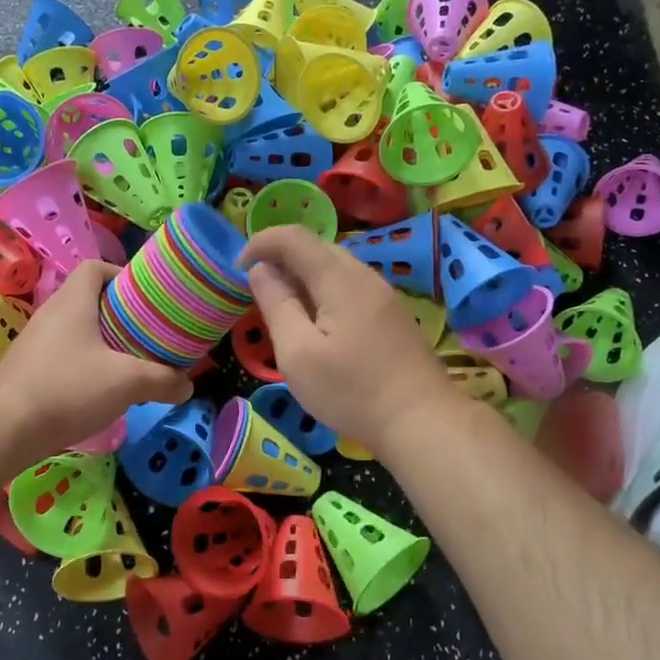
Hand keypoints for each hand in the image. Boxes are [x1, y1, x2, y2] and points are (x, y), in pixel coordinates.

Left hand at [0, 261, 191, 458]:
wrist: (4, 429)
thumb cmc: (68, 389)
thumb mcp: (127, 382)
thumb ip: (163, 380)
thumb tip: (187, 385)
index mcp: (73, 302)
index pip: (95, 268)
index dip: (121, 274)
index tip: (145, 297)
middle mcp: (51, 314)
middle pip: (89, 299)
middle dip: (120, 314)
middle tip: (146, 333)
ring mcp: (35, 343)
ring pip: (76, 330)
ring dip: (103, 341)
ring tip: (129, 363)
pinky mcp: (28, 370)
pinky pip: (63, 355)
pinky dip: (84, 364)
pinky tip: (100, 390)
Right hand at [236, 225, 449, 456]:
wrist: (422, 422)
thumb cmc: (351, 391)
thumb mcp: (298, 353)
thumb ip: (277, 304)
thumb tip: (260, 270)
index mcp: (339, 278)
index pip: (294, 237)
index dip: (261, 243)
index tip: (237, 268)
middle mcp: (364, 275)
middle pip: (317, 247)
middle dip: (280, 258)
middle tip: (256, 290)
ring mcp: (383, 294)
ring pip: (335, 267)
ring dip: (302, 276)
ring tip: (283, 308)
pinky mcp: (392, 314)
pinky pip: (350, 286)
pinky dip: (323, 291)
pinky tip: (317, 323)